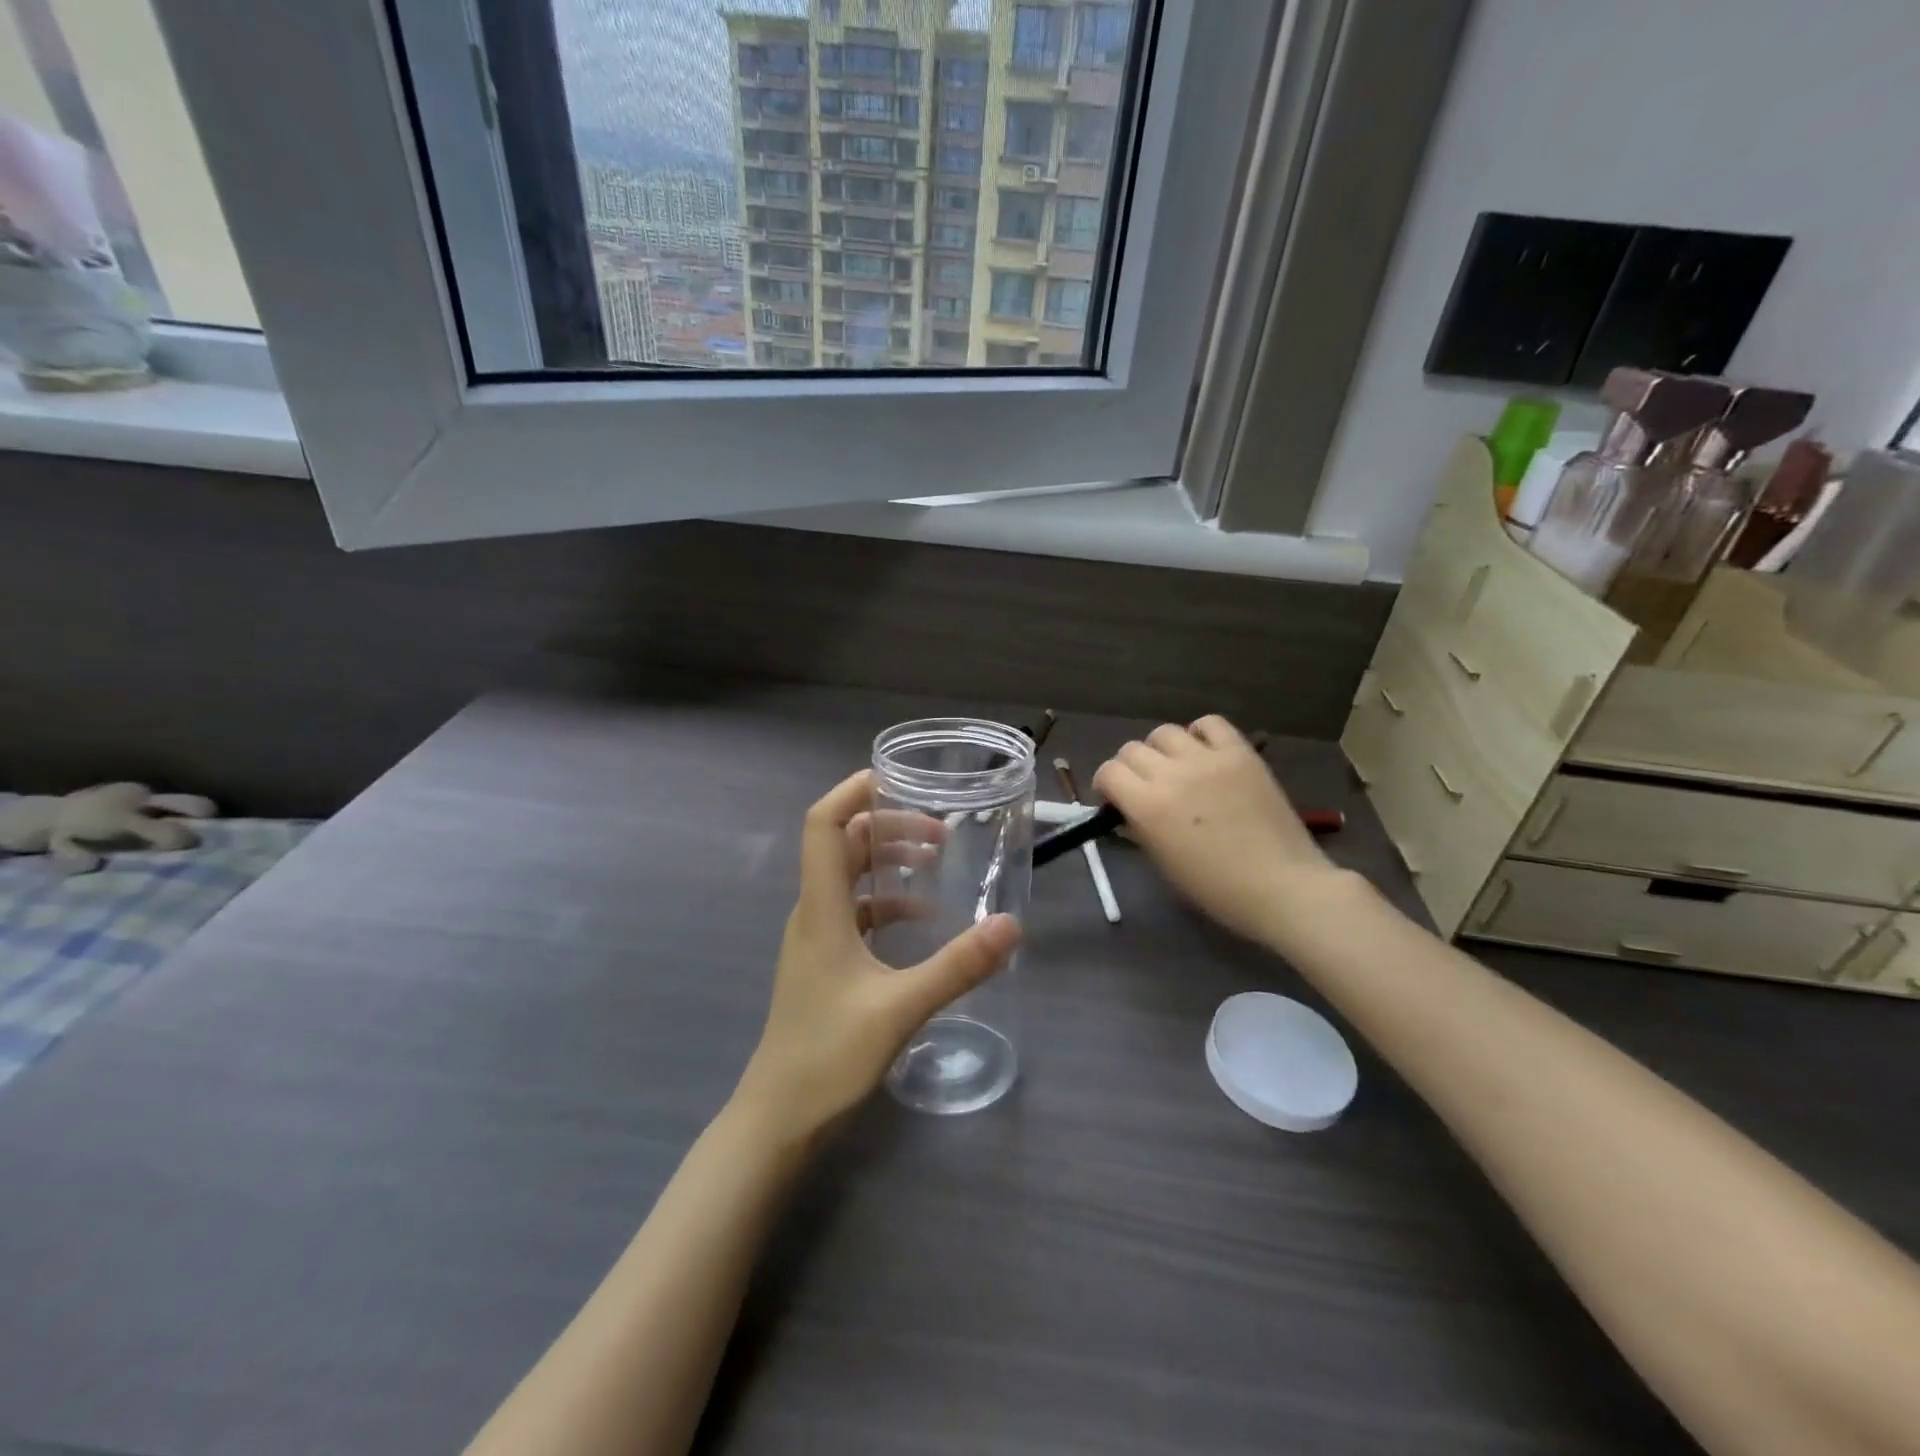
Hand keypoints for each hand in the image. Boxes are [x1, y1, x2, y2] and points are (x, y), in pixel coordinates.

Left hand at [732, 770, 1021, 1143]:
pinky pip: (855, 912)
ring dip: (888, 861)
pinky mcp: (824, 962)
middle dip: (888, 827)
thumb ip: (957, 966)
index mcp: (821, 908)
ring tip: (936, 863)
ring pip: (849, 878)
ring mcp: (815, 938)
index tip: (897, 780)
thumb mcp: (901, 1008)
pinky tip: (921, 920)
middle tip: (940, 832)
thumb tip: (1011, 925)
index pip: (823, 825)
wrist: (778, 1119)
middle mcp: (813, 912)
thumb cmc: (828, 1056)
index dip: (852, 792)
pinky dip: (886, 903)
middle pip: (843, 845)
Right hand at [1093, 716, 1340, 944]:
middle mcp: (1172, 774)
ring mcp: (1208, 759)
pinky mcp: (1240, 753)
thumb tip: (1128, 811)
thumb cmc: (1217, 889)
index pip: (1109, 772)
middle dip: (1129, 768)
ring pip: (1165, 732)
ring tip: (1174, 768)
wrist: (1282, 887)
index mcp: (1148, 806)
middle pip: (1132, 750)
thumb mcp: (1164, 864)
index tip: (1114, 799)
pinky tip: (1204, 753)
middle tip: (1143, 787)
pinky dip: (1199, 733)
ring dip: (1160, 750)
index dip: (1105, 784)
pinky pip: (1210, 724)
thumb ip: (1140, 829)